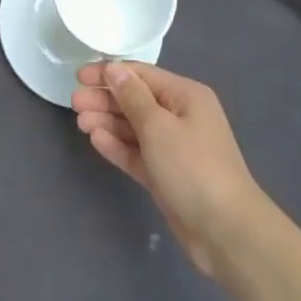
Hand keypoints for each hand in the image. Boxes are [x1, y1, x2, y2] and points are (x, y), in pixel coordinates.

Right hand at [72, 61, 275, 276]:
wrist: (225, 231)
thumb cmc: (193, 168)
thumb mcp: (159, 126)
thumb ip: (133, 97)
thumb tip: (115, 69)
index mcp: (185, 96)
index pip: (142, 75)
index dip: (110, 73)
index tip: (79, 76)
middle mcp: (181, 116)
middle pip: (136, 100)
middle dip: (105, 99)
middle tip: (75, 103)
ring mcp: (174, 147)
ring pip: (134, 127)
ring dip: (108, 122)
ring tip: (81, 123)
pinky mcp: (166, 175)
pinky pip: (138, 153)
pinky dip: (118, 146)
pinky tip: (96, 140)